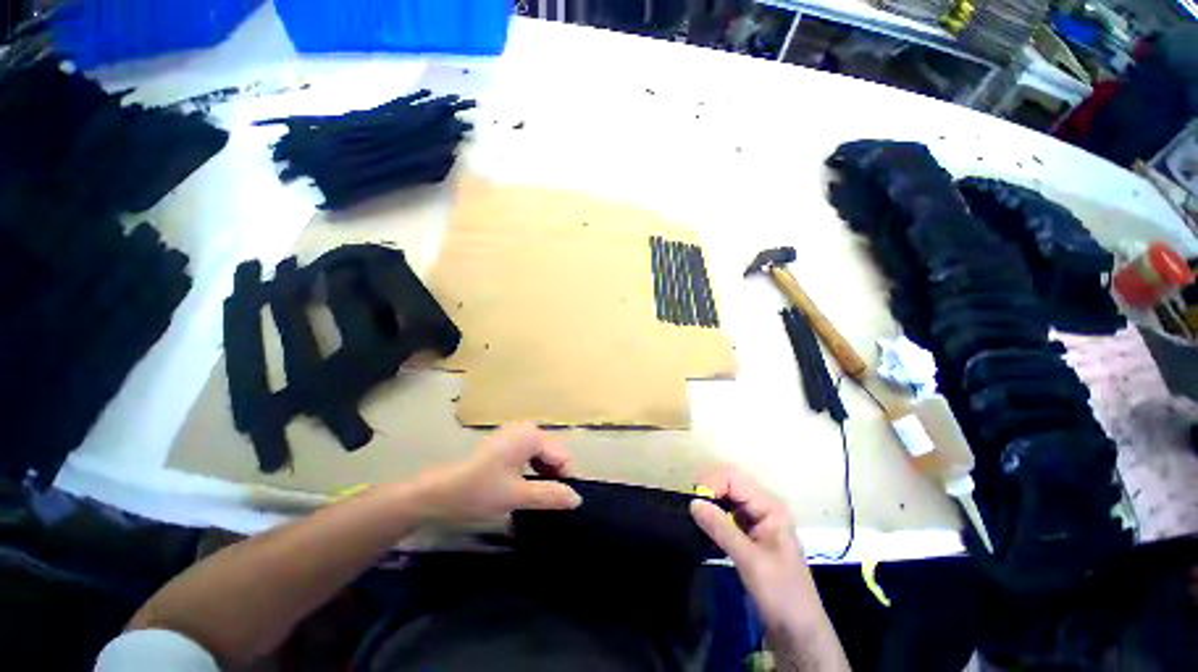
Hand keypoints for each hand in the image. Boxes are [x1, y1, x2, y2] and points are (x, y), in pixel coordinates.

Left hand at [418, 422, 581, 524]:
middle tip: (544, 502)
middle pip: (553, 453)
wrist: (439, 493)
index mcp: (531, 435)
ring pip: (542, 455)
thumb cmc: (479, 491)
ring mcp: (515, 433)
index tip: (559, 502)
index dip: (564, 479)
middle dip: (553, 476)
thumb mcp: (517, 496)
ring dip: (543, 474)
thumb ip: (550, 495)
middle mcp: (526, 428)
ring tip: (533, 496)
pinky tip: (523, 485)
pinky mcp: (507, 441)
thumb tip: (577, 498)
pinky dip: (532, 470)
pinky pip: (530, 454)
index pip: (562, 456)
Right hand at [690, 468, 822, 631]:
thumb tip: (693, 502)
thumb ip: (721, 528)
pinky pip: (727, 516)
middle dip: (709, 492)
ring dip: (710, 505)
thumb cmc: (781, 593)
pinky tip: (704, 531)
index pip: (734, 479)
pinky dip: (714, 519)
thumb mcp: (750, 560)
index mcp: (770, 506)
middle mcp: (763, 507)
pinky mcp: (750, 535)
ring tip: (694, 519)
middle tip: (691, 510)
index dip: (712, 484)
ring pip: (726, 500)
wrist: (798, 632)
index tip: (694, 503)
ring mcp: (757, 521)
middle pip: (730, 485)